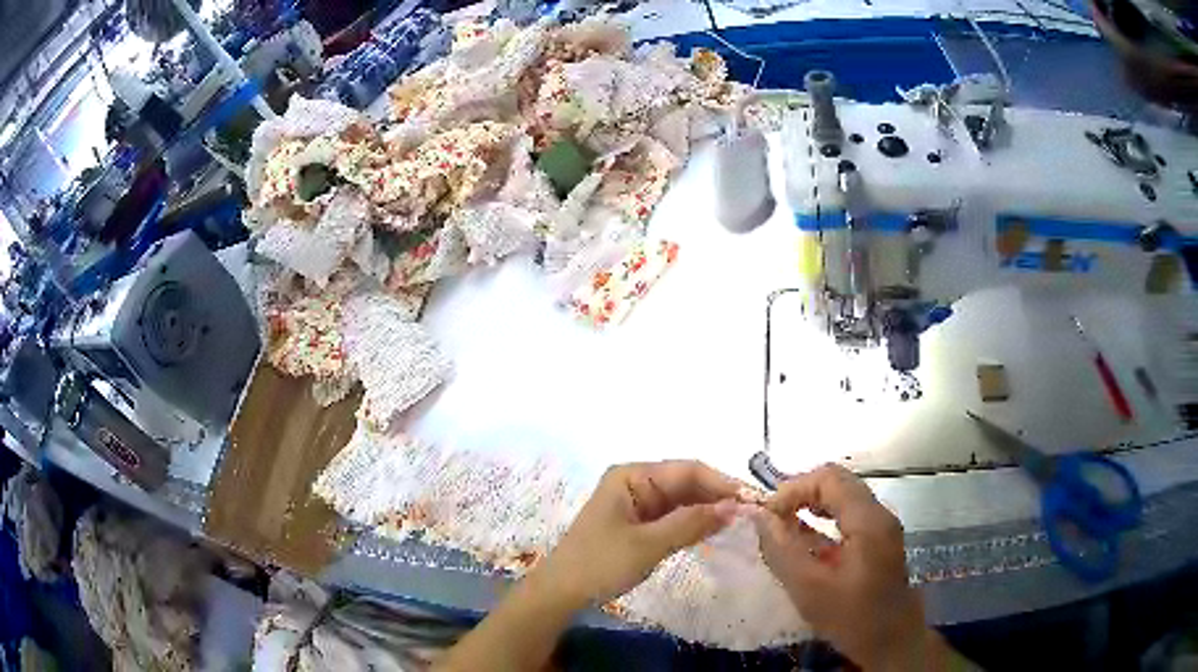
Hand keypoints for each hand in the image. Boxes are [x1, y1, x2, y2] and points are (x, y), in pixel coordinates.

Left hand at [535, 460, 741, 607]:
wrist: (562, 593)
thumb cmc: (600, 563)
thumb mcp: (648, 544)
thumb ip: (691, 523)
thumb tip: (735, 506)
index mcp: (632, 476)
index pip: (688, 470)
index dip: (722, 483)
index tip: (753, 500)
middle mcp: (636, 483)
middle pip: (686, 483)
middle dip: (717, 497)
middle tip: (753, 515)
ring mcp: (637, 504)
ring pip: (683, 501)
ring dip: (708, 511)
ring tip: (741, 523)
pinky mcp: (639, 525)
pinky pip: (673, 517)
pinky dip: (694, 524)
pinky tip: (715, 532)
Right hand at [752, 464, 940, 671]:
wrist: (893, 643)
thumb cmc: (853, 618)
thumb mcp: (810, 589)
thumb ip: (782, 550)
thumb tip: (760, 517)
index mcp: (868, 520)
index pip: (828, 478)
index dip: (793, 489)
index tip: (767, 516)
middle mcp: (879, 514)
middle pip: (837, 484)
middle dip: (800, 495)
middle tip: (772, 520)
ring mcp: (881, 528)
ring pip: (842, 499)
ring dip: (811, 507)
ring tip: (782, 530)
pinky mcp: (878, 542)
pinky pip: (848, 518)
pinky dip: (823, 522)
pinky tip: (804, 544)